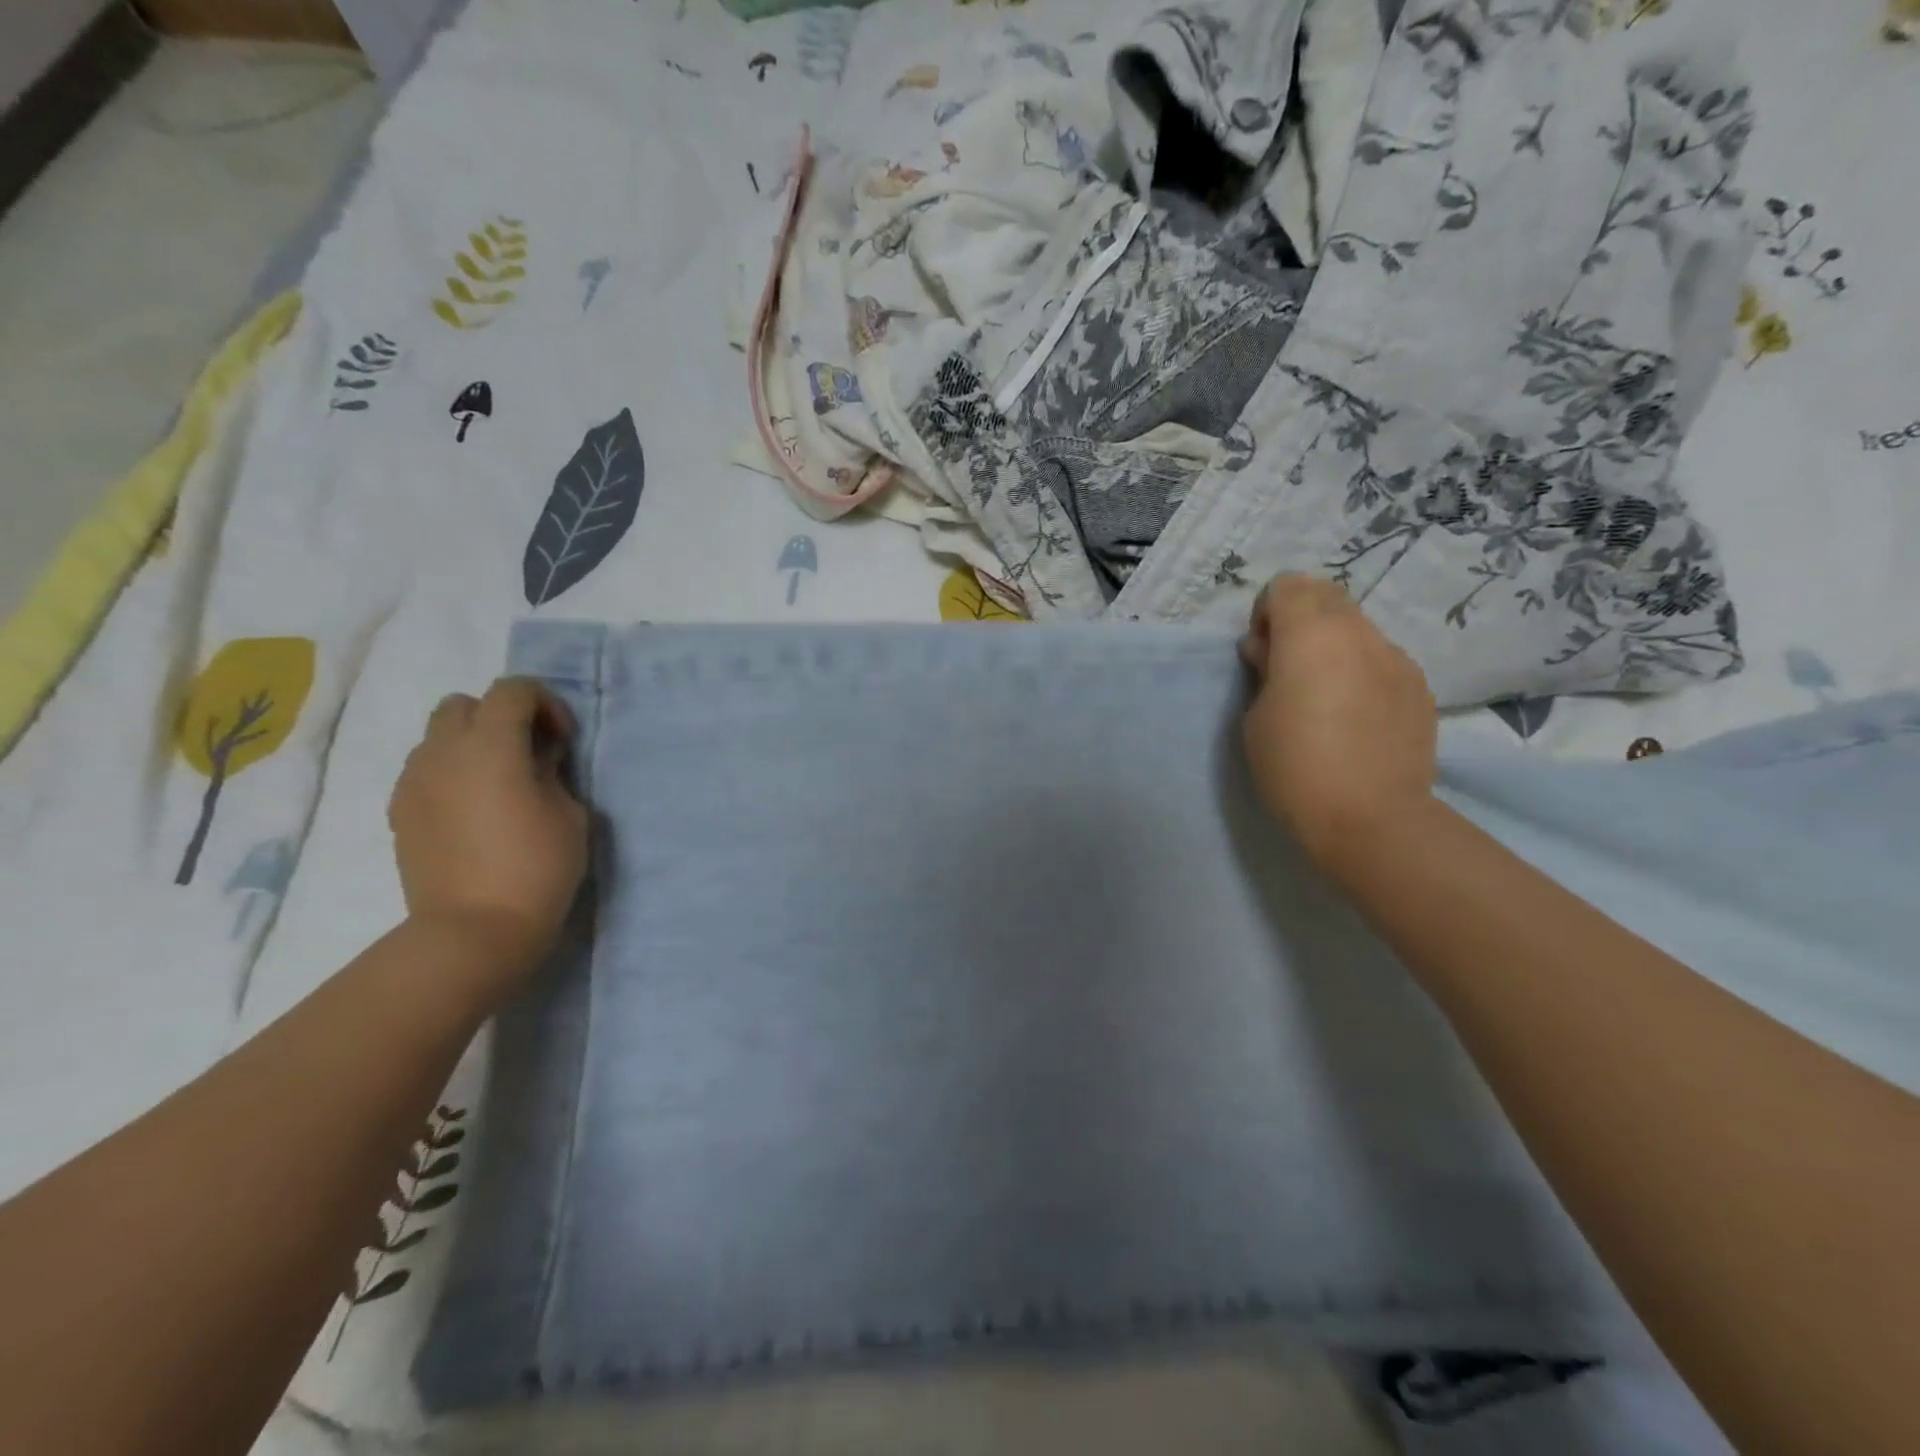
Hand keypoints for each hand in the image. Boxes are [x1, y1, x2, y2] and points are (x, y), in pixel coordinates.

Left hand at [388, 678, 589, 993]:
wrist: (474, 931)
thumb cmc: (537, 867)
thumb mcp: (570, 813)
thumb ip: (550, 771)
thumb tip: (535, 758)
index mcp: (490, 746)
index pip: (513, 690)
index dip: (545, 703)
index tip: (562, 740)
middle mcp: (442, 752)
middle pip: (464, 704)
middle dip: (499, 715)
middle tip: (528, 752)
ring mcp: (414, 782)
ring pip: (437, 736)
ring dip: (471, 743)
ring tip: (499, 782)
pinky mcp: (400, 812)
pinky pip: (425, 770)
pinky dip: (451, 772)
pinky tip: (474, 809)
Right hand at [1239, 575, 1437, 874]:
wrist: (1370, 818)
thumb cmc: (1294, 766)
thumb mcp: (1254, 717)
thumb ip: (1262, 671)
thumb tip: (1270, 652)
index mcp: (1310, 634)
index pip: (1286, 585)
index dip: (1267, 612)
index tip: (1261, 653)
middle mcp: (1358, 632)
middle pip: (1325, 594)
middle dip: (1301, 619)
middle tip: (1287, 668)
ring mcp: (1396, 658)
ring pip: (1357, 627)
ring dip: (1333, 645)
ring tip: (1324, 696)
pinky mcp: (1419, 687)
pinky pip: (1382, 660)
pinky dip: (1362, 671)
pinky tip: (1356, 717)